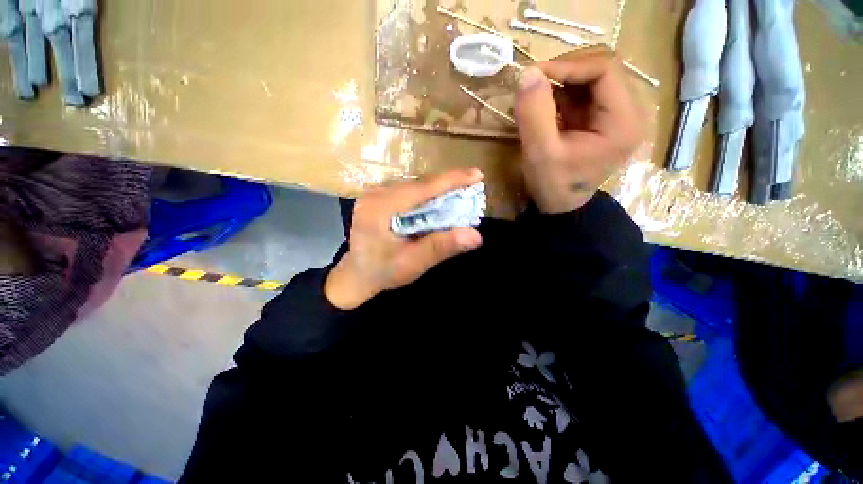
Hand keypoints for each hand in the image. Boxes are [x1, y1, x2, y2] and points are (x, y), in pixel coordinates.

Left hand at [324, 169, 483, 309]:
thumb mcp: (413, 263)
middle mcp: (375, 195)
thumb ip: (441, 247)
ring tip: (460, 191)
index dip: (451, 180)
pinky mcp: (379, 198)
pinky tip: (439, 200)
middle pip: (418, 183)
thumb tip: (476, 235)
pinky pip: (408, 191)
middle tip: (472, 185)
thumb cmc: (383, 272)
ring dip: (438, 188)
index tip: (477, 174)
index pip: (421, 188)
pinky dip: (427, 194)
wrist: (358, 275)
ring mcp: (375, 194)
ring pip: (414, 185)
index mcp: (380, 208)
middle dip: (447, 184)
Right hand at [513, 46, 644, 213]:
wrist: (561, 205)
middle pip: (601, 68)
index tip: (533, 75)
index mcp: (624, 121)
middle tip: (533, 84)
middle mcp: (629, 111)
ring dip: (560, 82)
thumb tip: (528, 73)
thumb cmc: (554, 185)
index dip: (568, 65)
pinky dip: (561, 93)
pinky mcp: (601, 117)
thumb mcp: (540, 154)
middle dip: (564, 71)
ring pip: (591, 77)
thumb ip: (534, 114)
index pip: (605, 69)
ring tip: (535, 98)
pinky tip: (544, 108)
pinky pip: (583, 92)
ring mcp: (617, 113)